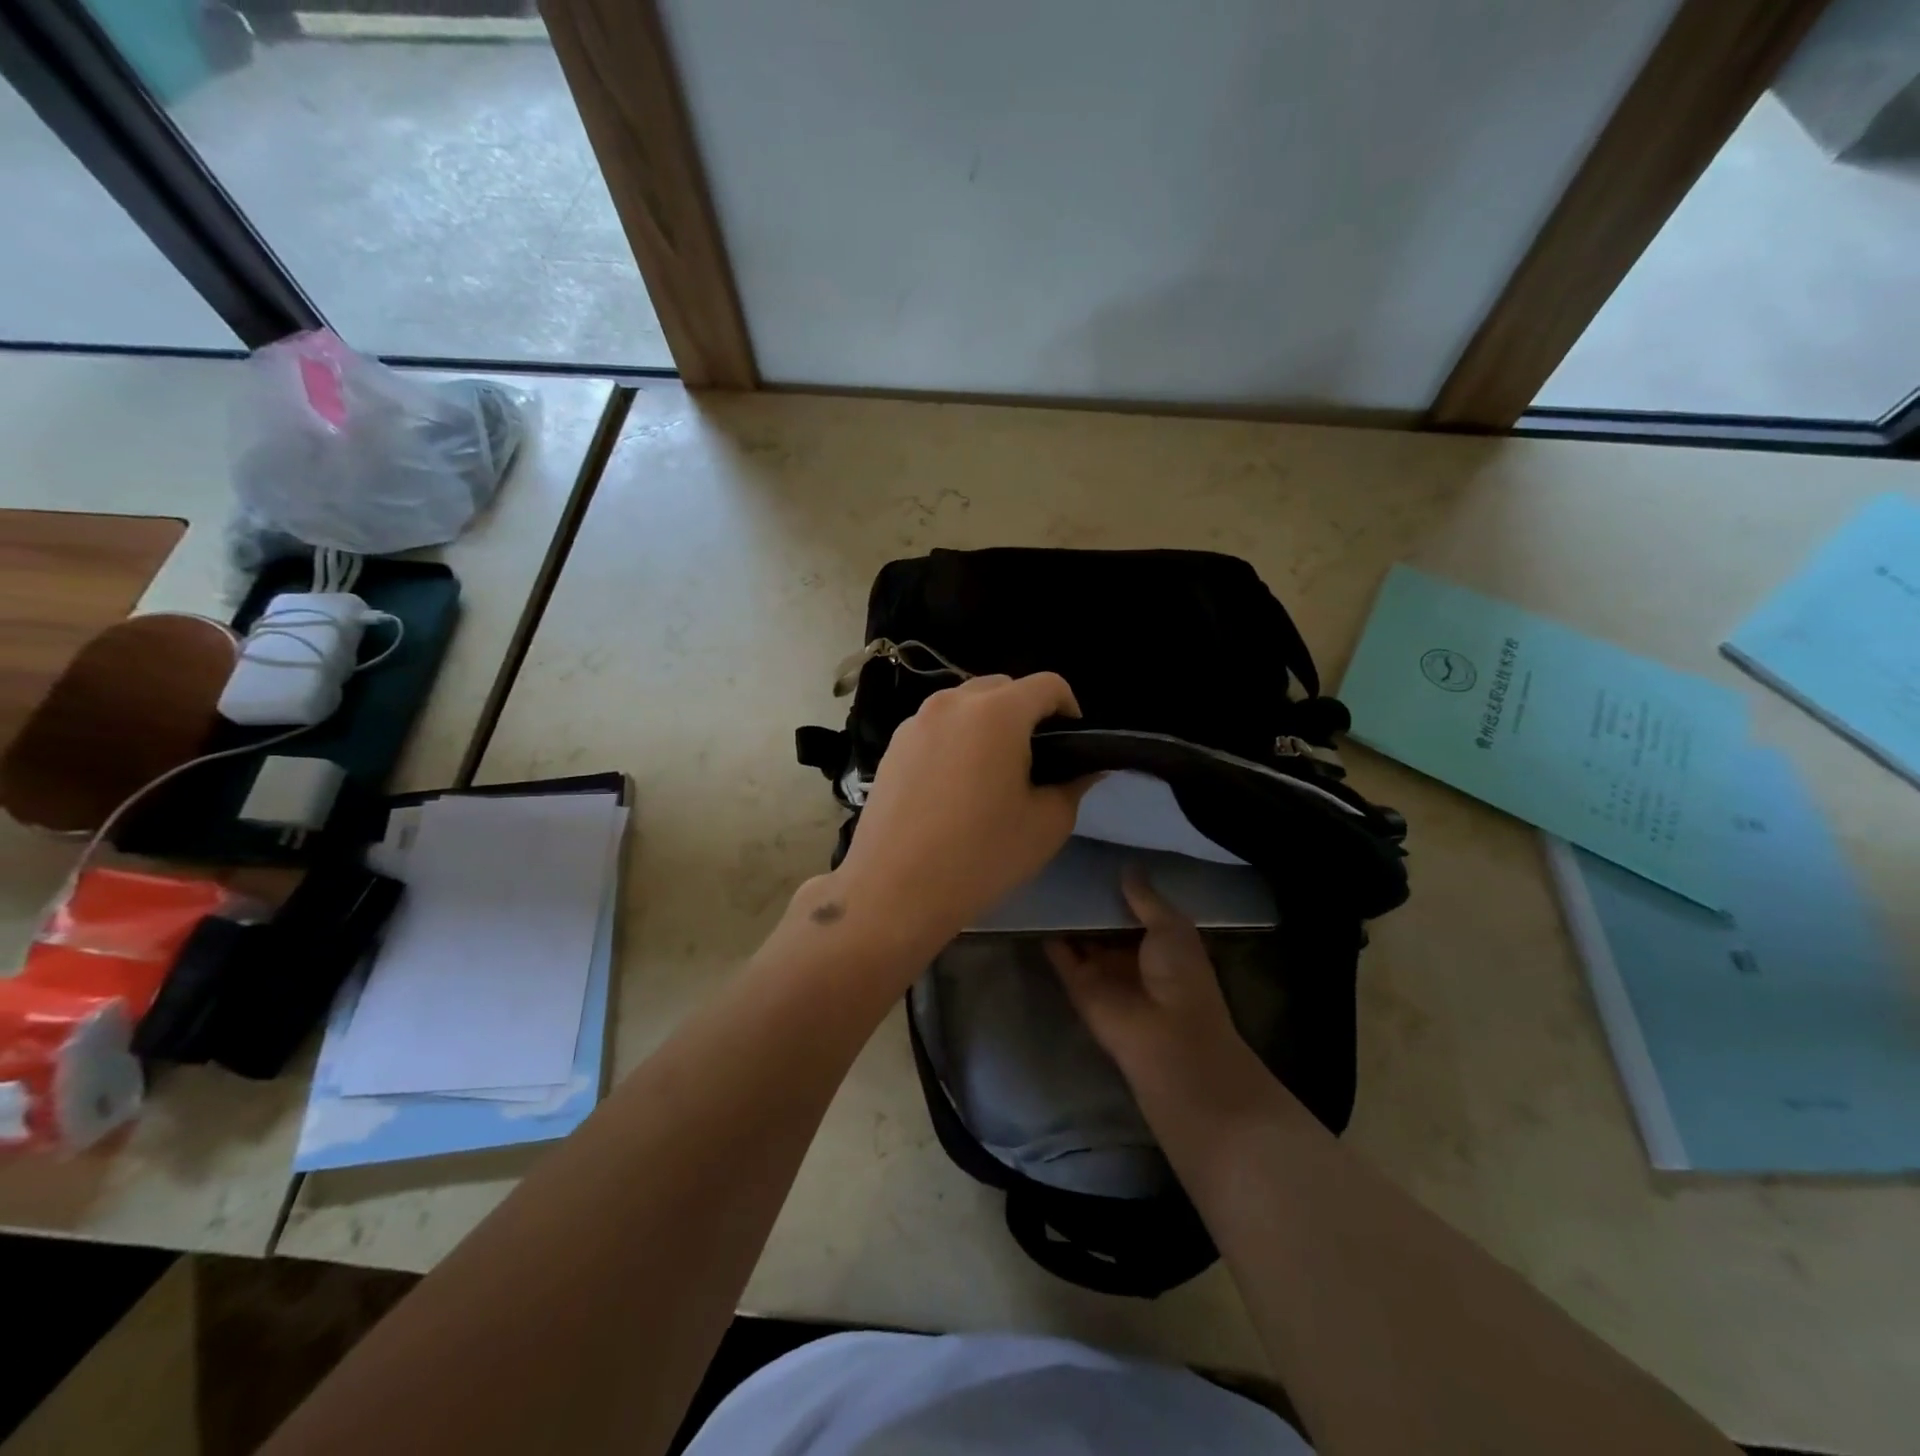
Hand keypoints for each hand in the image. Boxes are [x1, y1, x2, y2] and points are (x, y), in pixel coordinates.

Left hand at [826, 672, 1095, 953]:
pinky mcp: (892, 744)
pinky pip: (937, 727)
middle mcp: (952, 703)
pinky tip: (954, 786)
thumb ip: (1073, 785)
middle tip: (1035, 763)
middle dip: (1027, 715)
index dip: (1070, 710)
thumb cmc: (979, 857)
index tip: (1072, 747)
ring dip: (989, 725)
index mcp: (996, 712)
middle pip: (1004, 688)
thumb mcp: (1046, 825)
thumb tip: (1085, 769)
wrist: (893, 890)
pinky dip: (956, 740)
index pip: (1048, 684)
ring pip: (966, 705)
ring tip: (992, 774)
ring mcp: (916, 721)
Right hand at [1046, 869, 1274, 1119]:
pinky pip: (1061, 956)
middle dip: (1090, 899)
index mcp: (1160, 943)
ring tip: (1046, 877)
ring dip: (1067, 916)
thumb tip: (1128, 868)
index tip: (1100, 859)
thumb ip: (1146, 898)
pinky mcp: (1078, 985)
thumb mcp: (1171, 927)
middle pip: (1104, 923)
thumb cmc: (1181, 976)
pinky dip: (1050, 936)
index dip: (1120, 888)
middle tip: (1067, 862)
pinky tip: (1035, 907)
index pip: (1135, 910)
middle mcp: (1129, 956)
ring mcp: (1102, 971)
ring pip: (1080, 938)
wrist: (1167, 1035)